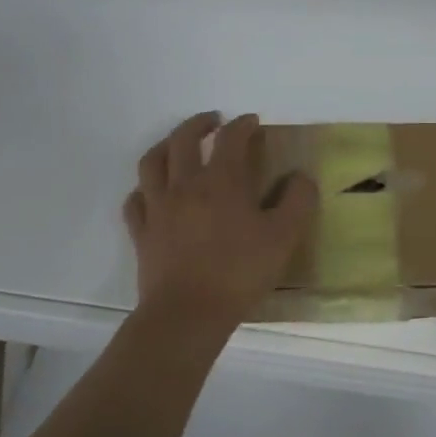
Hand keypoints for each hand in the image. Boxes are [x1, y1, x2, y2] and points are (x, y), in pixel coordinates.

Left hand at [123, 112, 316, 327]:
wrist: (187, 315)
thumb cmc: (239, 272)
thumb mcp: (283, 237)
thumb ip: (297, 200)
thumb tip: (300, 176)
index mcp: (222, 181)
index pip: (231, 138)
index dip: (242, 124)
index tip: (252, 122)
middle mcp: (185, 185)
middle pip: (184, 139)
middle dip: (199, 124)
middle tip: (213, 121)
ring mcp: (158, 208)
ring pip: (152, 162)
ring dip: (165, 146)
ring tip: (177, 145)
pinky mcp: (142, 233)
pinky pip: (135, 201)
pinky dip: (143, 189)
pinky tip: (151, 193)